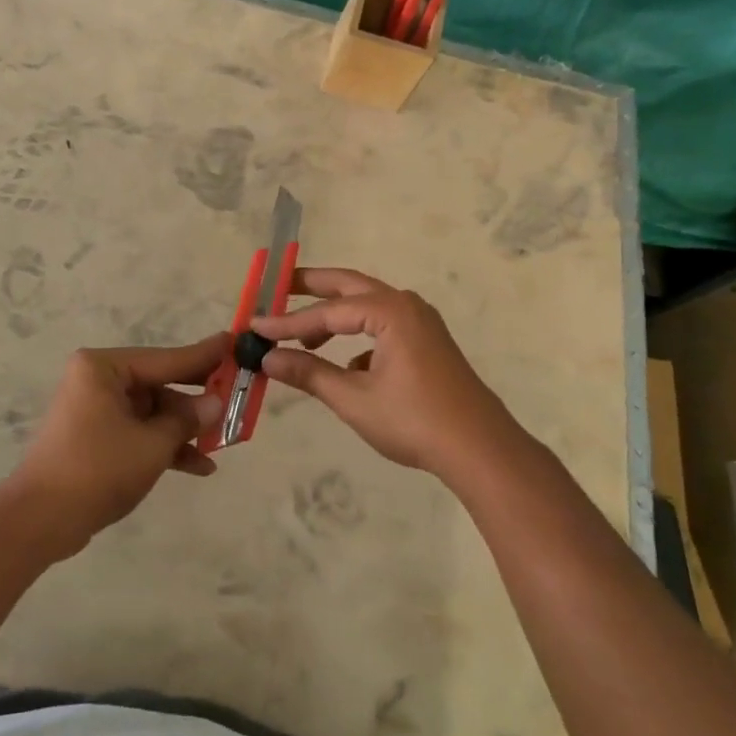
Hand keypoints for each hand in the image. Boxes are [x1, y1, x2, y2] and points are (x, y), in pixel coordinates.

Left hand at [8, 334, 229, 556]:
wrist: (40, 520)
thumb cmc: (97, 470)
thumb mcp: (152, 445)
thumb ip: (187, 420)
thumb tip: (215, 402)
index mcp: (104, 367)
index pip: (166, 358)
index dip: (204, 356)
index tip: (235, 342)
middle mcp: (98, 380)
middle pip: (159, 384)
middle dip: (196, 400)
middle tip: (237, 395)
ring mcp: (95, 409)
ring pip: (152, 411)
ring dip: (183, 429)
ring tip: (222, 443)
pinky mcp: (95, 437)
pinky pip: (138, 431)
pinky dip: (163, 445)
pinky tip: (199, 466)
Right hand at [250, 269, 524, 477]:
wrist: (480, 449)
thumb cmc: (414, 421)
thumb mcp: (353, 398)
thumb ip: (309, 373)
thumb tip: (268, 358)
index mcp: (389, 311)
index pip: (327, 312)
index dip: (287, 321)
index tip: (255, 327)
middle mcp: (406, 306)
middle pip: (349, 286)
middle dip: (311, 286)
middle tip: (276, 286)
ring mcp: (420, 323)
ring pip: (366, 306)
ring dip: (334, 315)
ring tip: (302, 335)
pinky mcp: (427, 342)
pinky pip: (382, 326)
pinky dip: (357, 336)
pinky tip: (346, 367)